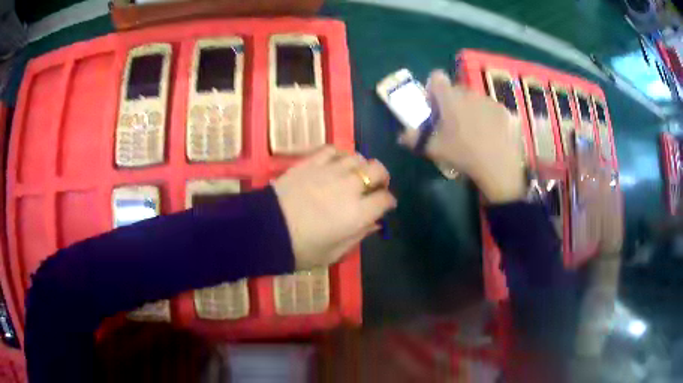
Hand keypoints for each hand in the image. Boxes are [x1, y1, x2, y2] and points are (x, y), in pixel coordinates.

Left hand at [273, 146, 395, 269]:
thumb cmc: (300, 248)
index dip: (389, 202)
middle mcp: (349, 187)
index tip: (385, 206)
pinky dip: (340, 155)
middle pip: (378, 170)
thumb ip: (358, 237)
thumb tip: (374, 224)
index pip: (385, 199)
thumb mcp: (333, 253)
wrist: (265, 229)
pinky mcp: (311, 162)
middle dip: (382, 177)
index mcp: (358, 213)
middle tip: (376, 186)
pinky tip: (337, 163)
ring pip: (357, 157)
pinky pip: (332, 150)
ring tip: (356, 174)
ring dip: (362, 165)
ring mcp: (330, 171)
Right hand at [399, 70, 524, 203]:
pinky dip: (492, 120)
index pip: (436, 77)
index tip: (435, 107)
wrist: (500, 169)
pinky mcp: (508, 112)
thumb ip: (414, 138)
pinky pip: (495, 111)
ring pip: (478, 100)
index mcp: (451, 97)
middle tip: (454, 125)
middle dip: (454, 103)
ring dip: (473, 111)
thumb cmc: (463, 154)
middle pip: (458, 90)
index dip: (433, 89)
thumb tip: (401, 135)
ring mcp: (492, 102)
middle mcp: (471, 93)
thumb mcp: (434, 149)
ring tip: (476, 134)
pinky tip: (494, 139)